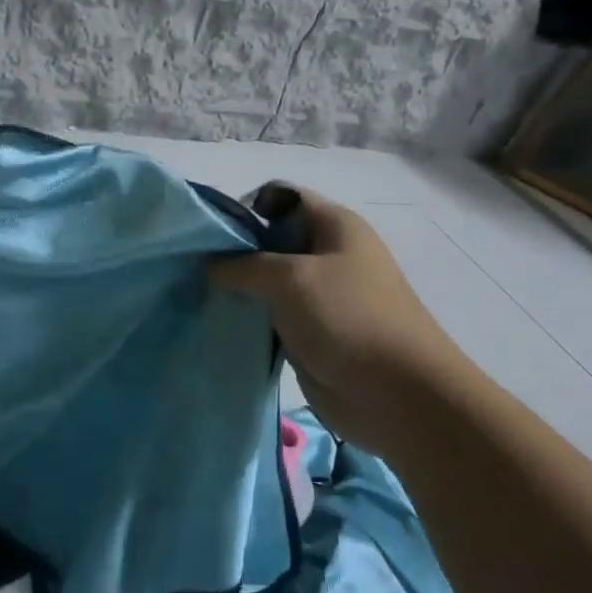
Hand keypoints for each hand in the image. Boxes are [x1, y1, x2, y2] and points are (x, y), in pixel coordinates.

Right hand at [210, 187, 467, 442]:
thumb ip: (243, 265)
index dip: (243, 208)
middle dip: (234, 251)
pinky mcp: (312, 332)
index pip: (280, 197)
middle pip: (270, 239)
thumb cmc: (347, 318)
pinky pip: (273, 316)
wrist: (398, 395)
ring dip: (239, 289)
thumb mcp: (290, 278)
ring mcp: (320, 295)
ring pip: (268, 281)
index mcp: (334, 225)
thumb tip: (209, 264)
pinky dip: (249, 318)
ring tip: (198, 295)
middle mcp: (328, 254)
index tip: (206, 233)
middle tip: (193, 267)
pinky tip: (219, 323)